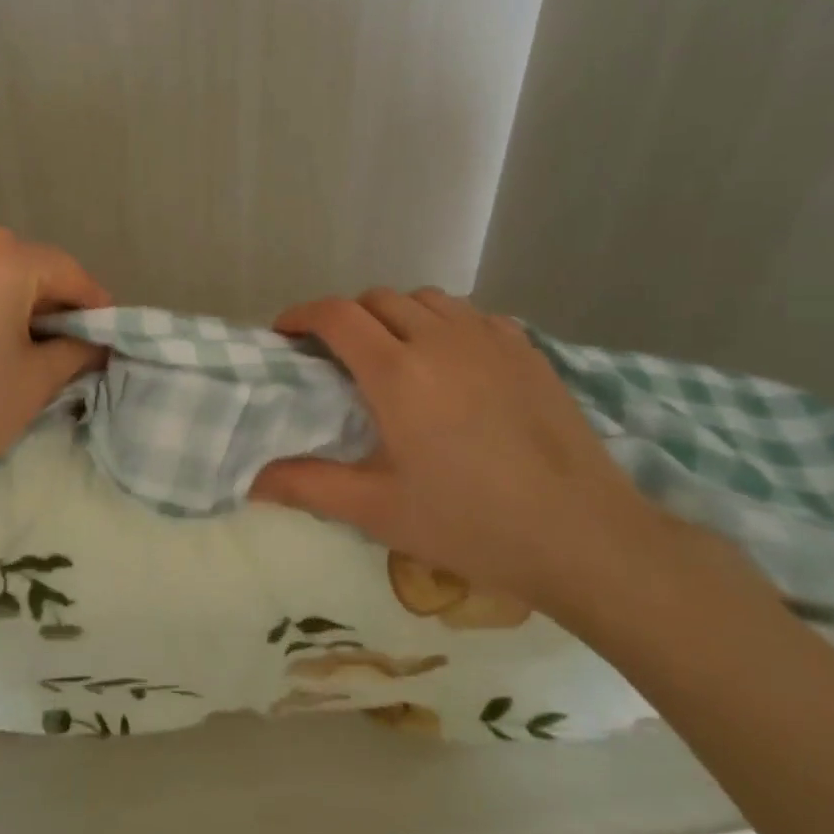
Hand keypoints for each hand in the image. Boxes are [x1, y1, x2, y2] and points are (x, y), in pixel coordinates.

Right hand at [248, 288, 673, 621]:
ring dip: (397, 315)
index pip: (336, 315)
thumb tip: (251, 479)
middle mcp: (439, 338)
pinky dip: (445, 324)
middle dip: (346, 317)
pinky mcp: (526, 348)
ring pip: (426, 299)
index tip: (286, 334)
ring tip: (394, 354)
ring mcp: (489, 338)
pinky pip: (471, 314)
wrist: (582, 535)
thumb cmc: (470, 523)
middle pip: (377, 298)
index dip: (302, 315)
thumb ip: (307, 485)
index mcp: (397, 372)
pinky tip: (453, 362)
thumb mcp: (378, 511)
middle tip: (337, 356)